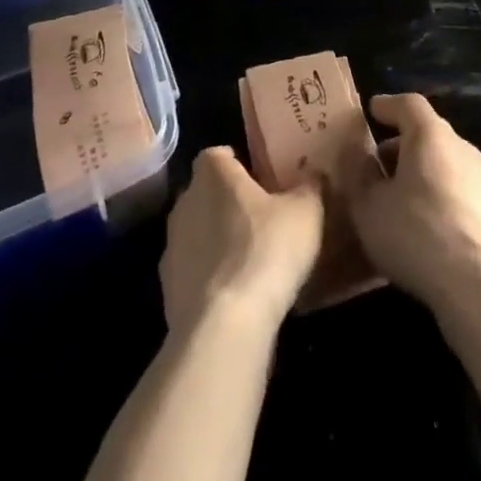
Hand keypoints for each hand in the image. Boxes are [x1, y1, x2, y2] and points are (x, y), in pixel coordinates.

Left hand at [160, 146, 323, 334]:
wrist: (224, 326)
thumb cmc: (266, 250)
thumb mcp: (306, 213)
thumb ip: (310, 187)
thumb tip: (313, 175)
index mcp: (214, 174)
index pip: (217, 154)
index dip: (235, 162)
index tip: (257, 177)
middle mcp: (185, 202)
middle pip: (205, 192)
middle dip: (227, 201)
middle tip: (259, 216)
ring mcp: (171, 246)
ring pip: (196, 231)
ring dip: (216, 240)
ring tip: (249, 258)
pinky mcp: (167, 288)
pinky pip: (192, 270)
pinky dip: (208, 276)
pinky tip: (234, 293)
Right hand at [341, 93, 480, 312]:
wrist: (479, 286)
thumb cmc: (416, 232)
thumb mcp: (369, 206)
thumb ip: (360, 175)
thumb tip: (358, 156)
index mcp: (430, 135)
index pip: (409, 104)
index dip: (388, 105)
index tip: (371, 111)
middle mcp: (460, 147)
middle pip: (427, 133)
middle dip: (400, 143)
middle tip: (375, 163)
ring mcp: (480, 180)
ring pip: (442, 162)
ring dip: (418, 171)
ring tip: (394, 197)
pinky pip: (454, 189)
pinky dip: (434, 194)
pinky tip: (419, 224)